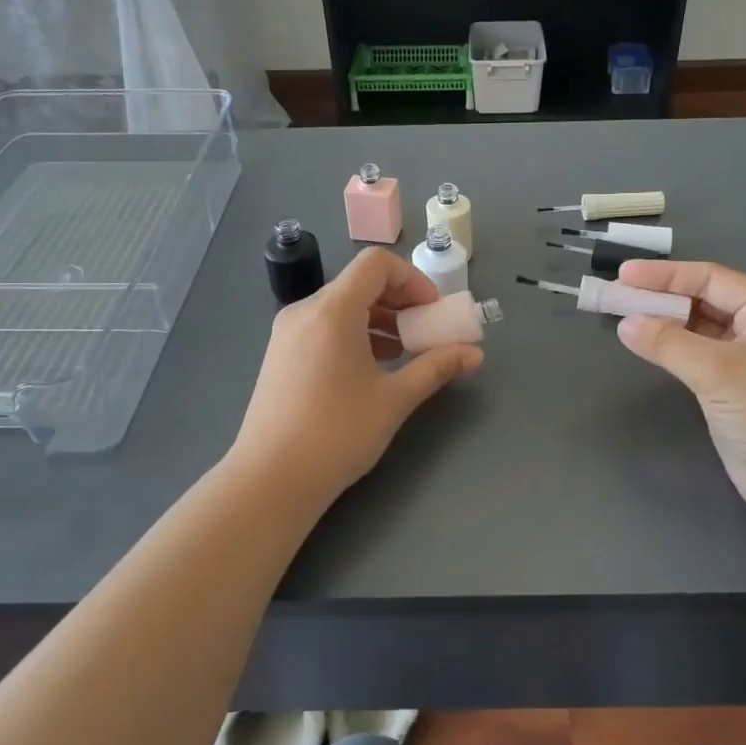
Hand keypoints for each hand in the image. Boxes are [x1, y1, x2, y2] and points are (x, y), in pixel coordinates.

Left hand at [230, 247, 483, 513]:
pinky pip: (323, 327)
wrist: (270, 480)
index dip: (412, 279)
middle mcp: (305, 311)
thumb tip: (475, 354)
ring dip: (378, 319)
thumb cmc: (337, 433)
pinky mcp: (280, 356)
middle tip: (424, 332)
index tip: (432, 312)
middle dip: (399, 301)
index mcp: (333, 310)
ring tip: (402, 354)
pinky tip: (369, 369)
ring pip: (340, 306)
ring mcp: (287, 333)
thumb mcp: (395, 399)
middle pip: (359, 283)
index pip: (376, 264)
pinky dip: (353, 334)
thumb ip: (436, 367)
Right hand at [614, 259, 745, 526]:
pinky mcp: (734, 390)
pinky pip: (696, 356)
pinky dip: (670, 349)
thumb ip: (669, 343)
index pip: (710, 279)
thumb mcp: (719, 370)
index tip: (623, 275)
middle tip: (616, 295)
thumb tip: (625, 324)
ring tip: (622, 317)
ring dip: (663, 322)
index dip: (665, 274)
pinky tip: (646, 347)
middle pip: (703, 300)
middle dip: (660, 296)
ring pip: (698, 329)